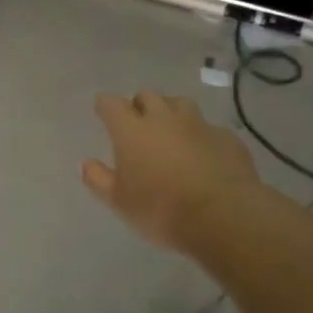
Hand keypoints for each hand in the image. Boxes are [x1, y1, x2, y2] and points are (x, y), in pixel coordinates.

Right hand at [82, 91, 260, 251]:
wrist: (224, 217)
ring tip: (170, 131)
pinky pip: (208, 128)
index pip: (111, 104)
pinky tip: (202, 154)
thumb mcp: (120, 202)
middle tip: (137, 124)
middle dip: (139, 105)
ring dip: (171, 112)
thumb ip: (99, 179)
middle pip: (148, 96)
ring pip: (180, 104)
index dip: (105, 105)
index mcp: (132, 130)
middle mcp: (164, 118)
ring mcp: (199, 125)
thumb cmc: (162, 209)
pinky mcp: (227, 138)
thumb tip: (86, 164)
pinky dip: (200, 136)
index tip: (102, 109)